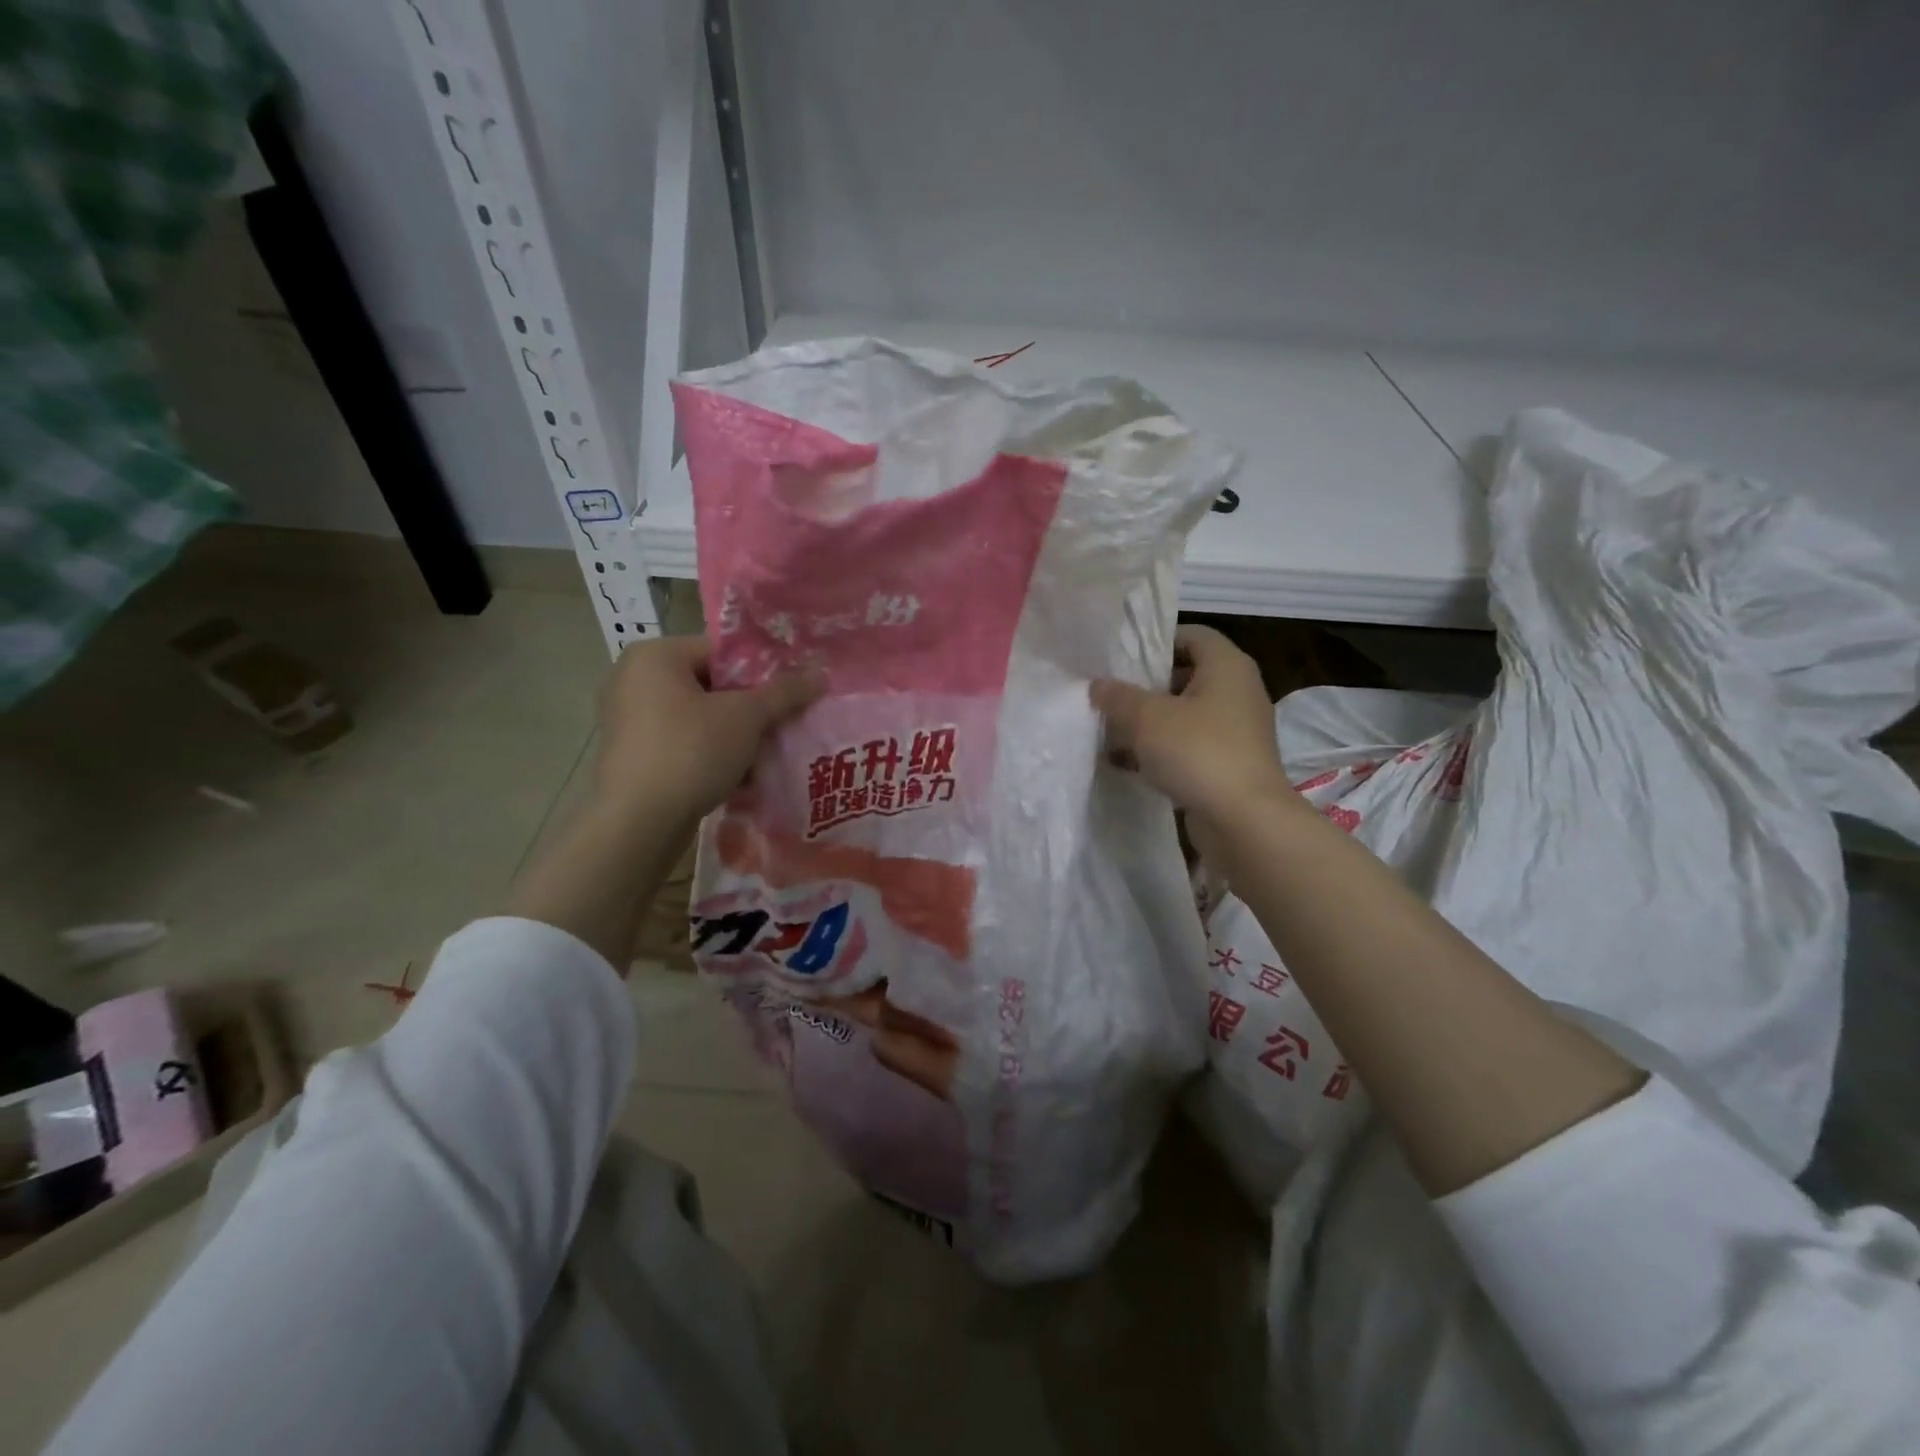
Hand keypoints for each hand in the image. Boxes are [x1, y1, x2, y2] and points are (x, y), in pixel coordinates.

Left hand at [595, 634, 824, 826]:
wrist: (638, 822)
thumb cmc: (691, 752)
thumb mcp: (746, 717)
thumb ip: (784, 692)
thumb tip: (820, 673)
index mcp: (655, 656)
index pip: (721, 651)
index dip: (761, 672)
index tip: (789, 695)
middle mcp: (634, 679)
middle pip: (712, 685)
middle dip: (750, 708)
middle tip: (783, 725)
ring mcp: (629, 720)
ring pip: (700, 718)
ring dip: (735, 735)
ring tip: (767, 754)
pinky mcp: (633, 756)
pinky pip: (683, 744)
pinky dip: (712, 755)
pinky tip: (741, 777)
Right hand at [1090, 625, 1293, 826]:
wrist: (1245, 821)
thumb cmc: (1198, 752)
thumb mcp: (1147, 718)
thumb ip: (1118, 697)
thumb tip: (1097, 685)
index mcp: (1227, 666)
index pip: (1192, 635)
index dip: (1156, 642)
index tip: (1122, 659)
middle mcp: (1237, 692)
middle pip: (1185, 676)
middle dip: (1145, 687)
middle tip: (1110, 696)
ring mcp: (1235, 731)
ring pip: (1184, 716)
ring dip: (1148, 724)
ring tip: (1109, 731)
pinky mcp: (1228, 765)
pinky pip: (1188, 748)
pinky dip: (1160, 752)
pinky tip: (1124, 764)